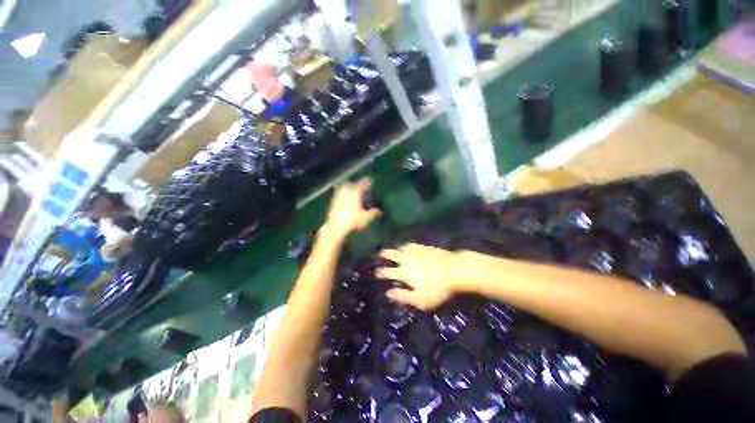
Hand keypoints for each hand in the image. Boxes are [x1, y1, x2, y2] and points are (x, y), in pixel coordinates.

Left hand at [323, 179, 380, 239]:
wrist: (335, 227)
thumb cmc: (352, 221)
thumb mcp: (365, 218)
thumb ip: (372, 213)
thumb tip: (378, 211)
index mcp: (355, 193)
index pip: (362, 184)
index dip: (366, 182)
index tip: (370, 181)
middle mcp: (346, 192)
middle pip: (351, 183)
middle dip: (355, 184)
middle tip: (359, 186)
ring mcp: (338, 196)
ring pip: (343, 188)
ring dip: (347, 187)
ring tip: (351, 191)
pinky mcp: (332, 202)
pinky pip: (338, 194)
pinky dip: (342, 194)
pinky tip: (344, 199)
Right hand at [376, 243, 465, 309]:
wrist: (454, 270)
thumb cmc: (437, 288)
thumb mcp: (420, 299)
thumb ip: (403, 296)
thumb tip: (388, 293)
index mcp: (405, 272)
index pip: (390, 272)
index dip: (382, 272)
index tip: (376, 272)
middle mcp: (408, 260)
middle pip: (394, 255)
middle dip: (386, 254)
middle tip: (380, 253)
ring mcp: (417, 252)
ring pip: (402, 248)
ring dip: (396, 248)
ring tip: (393, 248)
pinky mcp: (426, 248)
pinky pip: (413, 244)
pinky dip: (408, 245)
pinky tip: (409, 245)